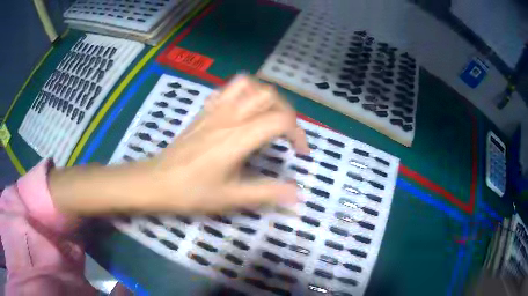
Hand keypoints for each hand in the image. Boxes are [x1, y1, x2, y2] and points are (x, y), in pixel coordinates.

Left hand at [146, 75, 308, 212]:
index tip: (299, 153)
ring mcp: (215, 110)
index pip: (280, 120)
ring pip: (249, 85)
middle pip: (268, 96)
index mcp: (238, 138)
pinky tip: (243, 111)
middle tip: (286, 134)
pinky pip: (228, 89)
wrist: (157, 181)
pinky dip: (244, 93)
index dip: (298, 134)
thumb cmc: (192, 191)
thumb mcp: (231, 197)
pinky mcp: (205, 111)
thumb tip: (297, 194)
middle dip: (286, 112)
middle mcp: (229, 116)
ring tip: (269, 117)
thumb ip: (267, 193)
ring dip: (265, 97)